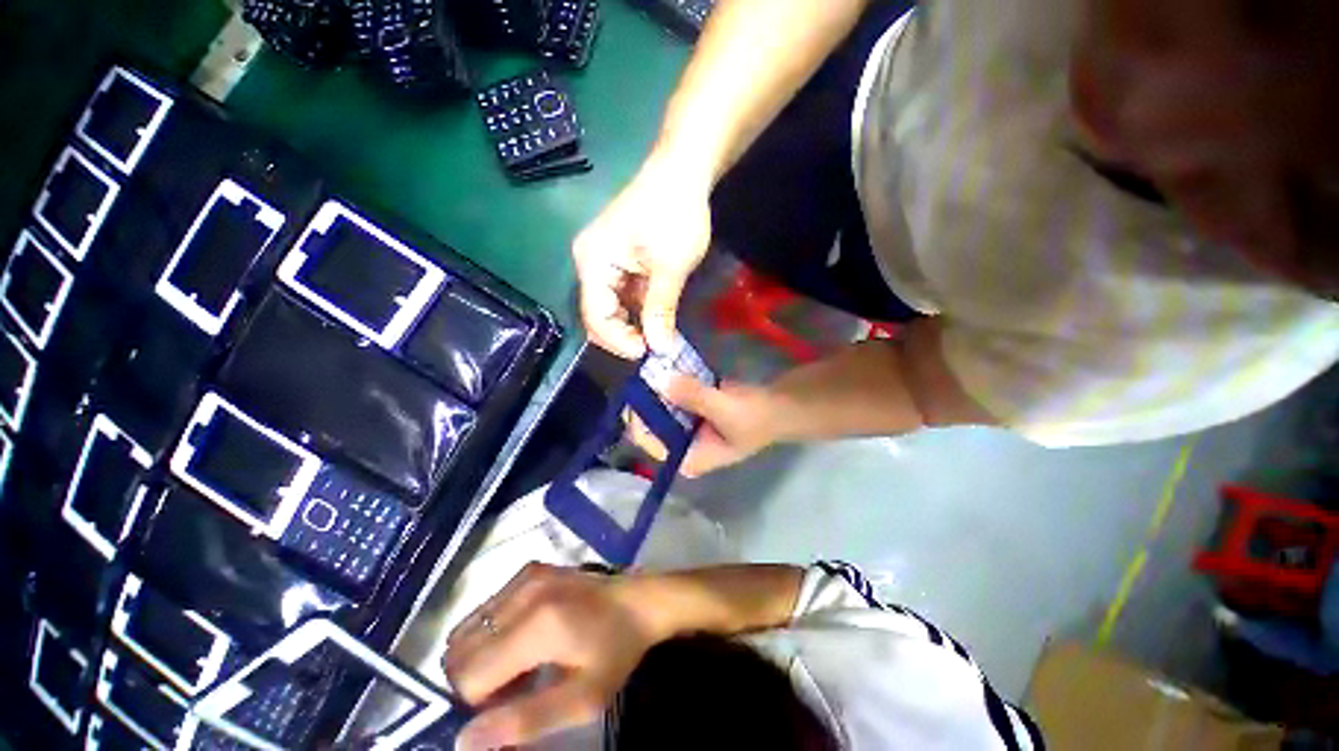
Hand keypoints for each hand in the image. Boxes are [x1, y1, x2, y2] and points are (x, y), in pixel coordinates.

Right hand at [443, 564, 666, 750]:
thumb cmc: (615, 651)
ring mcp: (526, 576)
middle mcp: (523, 593)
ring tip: (518, 665)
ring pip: (469, 629)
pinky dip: (491, 634)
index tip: (512, 705)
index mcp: (537, 625)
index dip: (481, 704)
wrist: (640, 600)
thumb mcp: (583, 699)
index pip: (468, 677)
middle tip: (514, 688)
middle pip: (460, 650)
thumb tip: (462, 741)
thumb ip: (524, 721)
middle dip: (475, 680)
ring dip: (480, 657)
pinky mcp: (530, 569)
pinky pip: (486, 609)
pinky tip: (522, 640)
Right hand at [573, 153, 712, 358]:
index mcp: (592, 262)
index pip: (595, 315)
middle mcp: (590, 264)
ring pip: (612, 308)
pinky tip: (655, 320)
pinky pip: (622, 296)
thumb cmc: (675, 214)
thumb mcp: (670, 267)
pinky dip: (638, 311)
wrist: (683, 171)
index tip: (647, 354)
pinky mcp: (619, 262)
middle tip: (653, 350)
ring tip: (657, 338)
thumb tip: (660, 349)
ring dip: (633, 326)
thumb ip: (660, 310)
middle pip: (599, 314)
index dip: (618, 340)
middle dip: (624, 336)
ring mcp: (603, 263)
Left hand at [628, 375, 786, 476]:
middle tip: (643, 372)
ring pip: (666, 407)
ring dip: (661, 388)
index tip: (637, 391)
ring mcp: (692, 425)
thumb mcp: (725, 409)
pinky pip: (679, 395)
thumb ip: (692, 395)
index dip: (640, 419)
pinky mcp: (699, 407)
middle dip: (651, 399)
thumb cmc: (759, 417)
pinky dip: (676, 382)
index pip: (652, 444)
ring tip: (652, 365)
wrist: (787, 405)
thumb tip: (661, 381)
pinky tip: (667, 364)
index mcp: (690, 458)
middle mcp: (686, 445)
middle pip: (656, 424)